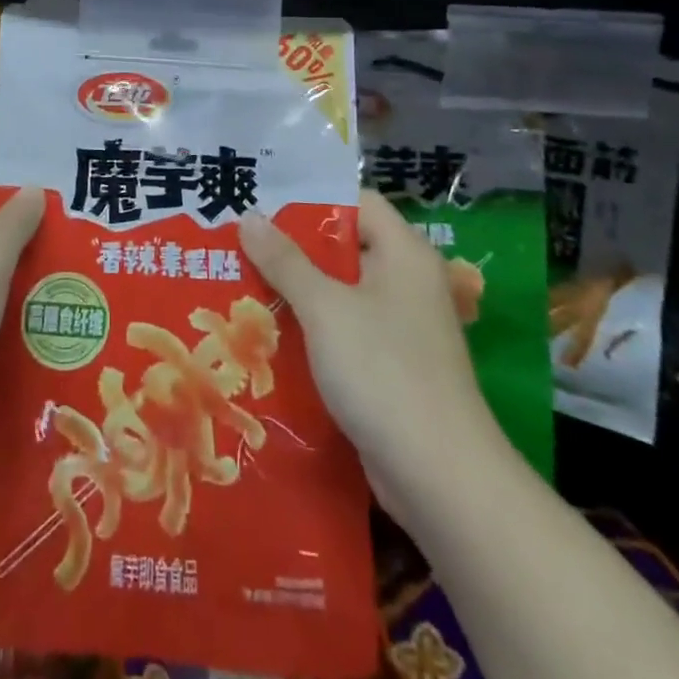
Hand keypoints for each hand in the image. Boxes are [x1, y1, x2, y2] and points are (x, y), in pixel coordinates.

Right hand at [238, 190, 502, 503]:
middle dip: (292, 249)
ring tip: (241, 286)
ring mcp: (401, 328)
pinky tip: (268, 336)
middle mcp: (406, 282)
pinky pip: (344, 332)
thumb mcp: (325, 307)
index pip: (356, 203)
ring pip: (340, 294)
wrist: (440, 478)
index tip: (262, 207)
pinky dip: (311, 331)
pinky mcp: (391, 368)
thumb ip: (285, 260)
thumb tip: (250, 217)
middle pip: (344, 248)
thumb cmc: (383, 371)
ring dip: (296, 293)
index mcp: (403, 253)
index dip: (311, 200)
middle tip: (239, 245)